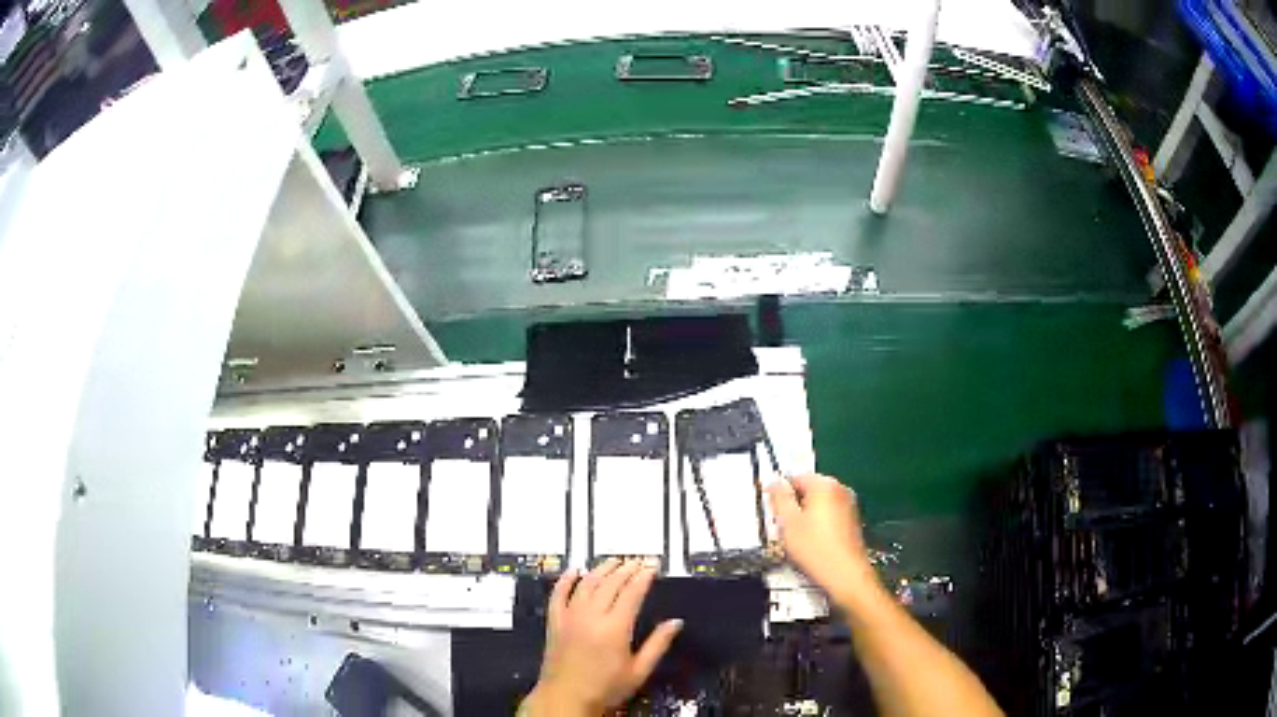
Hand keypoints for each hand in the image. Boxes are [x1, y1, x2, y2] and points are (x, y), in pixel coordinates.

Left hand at [522, 559, 682, 715]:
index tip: (653, 566)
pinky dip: (566, 580)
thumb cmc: (605, 689)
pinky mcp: (554, 622)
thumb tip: (675, 622)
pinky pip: (558, 594)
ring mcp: (569, 617)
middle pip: (610, 583)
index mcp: (615, 628)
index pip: (631, 592)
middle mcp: (591, 616)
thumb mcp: (639, 671)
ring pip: (586, 584)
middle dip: (626, 569)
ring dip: (601, 569)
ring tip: (615, 561)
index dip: (643, 576)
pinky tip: (574, 571)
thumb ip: (658, 644)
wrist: (566, 699)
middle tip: (639, 561)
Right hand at [767, 474, 877, 606]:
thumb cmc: (815, 549)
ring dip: (804, 517)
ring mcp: (849, 505)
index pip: (795, 477)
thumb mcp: (788, 523)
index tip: (770, 509)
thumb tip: (772, 481)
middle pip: (808, 490)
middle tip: (781, 526)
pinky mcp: (852, 522)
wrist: (846, 575)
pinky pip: (829, 516)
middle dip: (793, 505)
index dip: (778, 491)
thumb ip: (779, 498)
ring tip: (795, 538)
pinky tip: (811, 544)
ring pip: (818, 505)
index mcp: (825, 485)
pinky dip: (818, 525)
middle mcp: (840, 489)